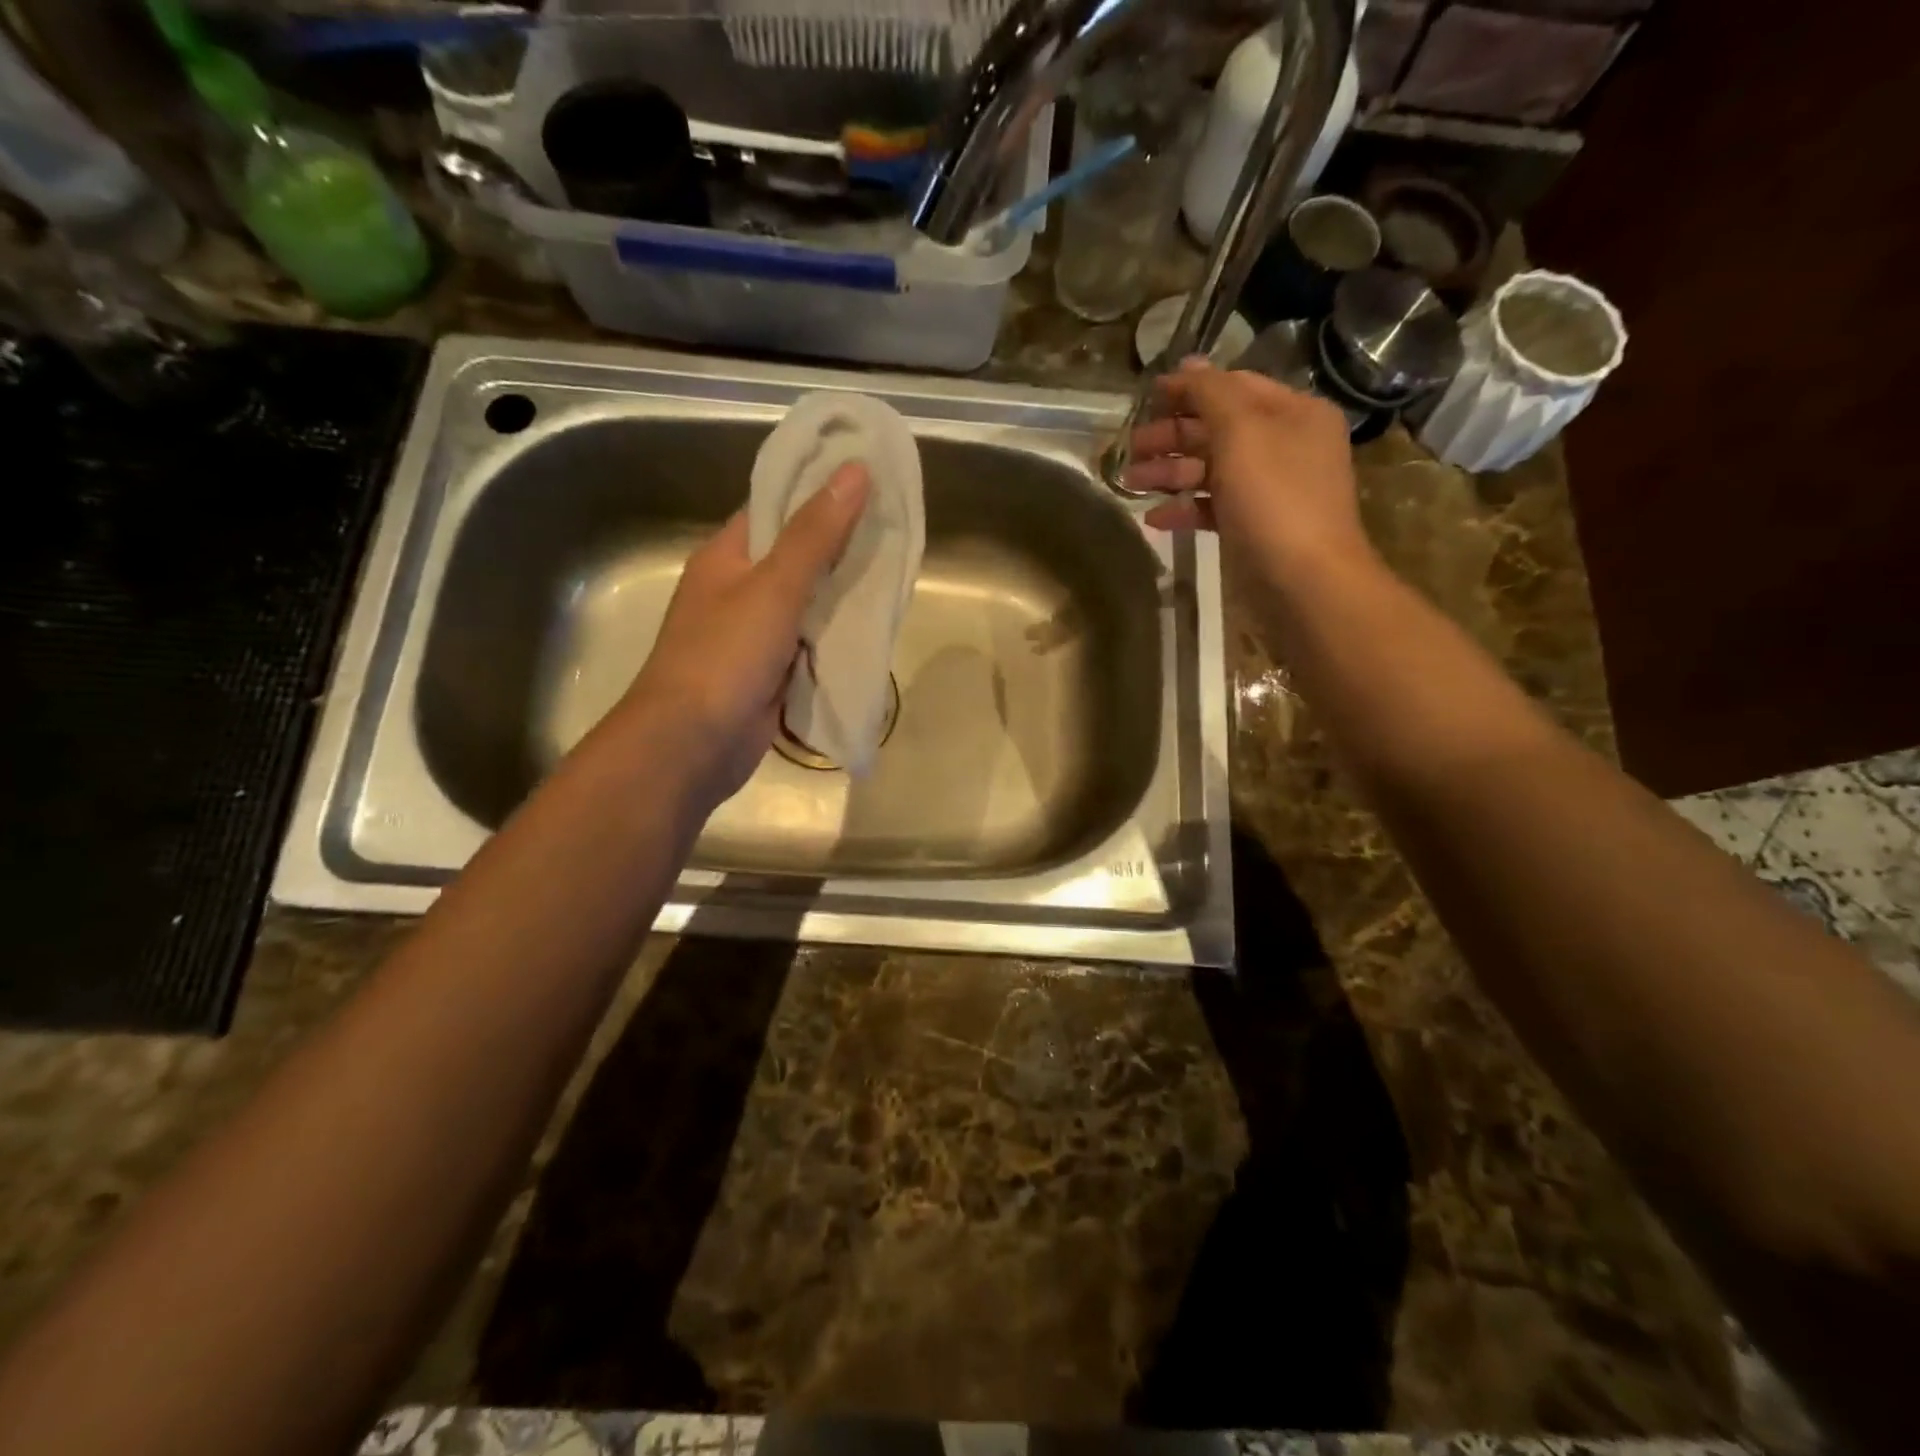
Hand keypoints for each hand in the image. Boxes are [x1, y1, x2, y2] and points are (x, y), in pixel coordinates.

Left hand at [618, 462, 871, 809]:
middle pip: (797, 556)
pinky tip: (874, 629)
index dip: (817, 490)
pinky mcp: (771, 673)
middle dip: (841, 547)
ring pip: (808, 604)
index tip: (868, 480)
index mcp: (728, 557)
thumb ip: (815, 534)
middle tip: (895, 529)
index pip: (775, 508)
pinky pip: (811, 645)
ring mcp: (755, 635)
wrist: (693, 744)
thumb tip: (854, 471)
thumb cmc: (724, 655)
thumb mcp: (773, 587)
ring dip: (843, 595)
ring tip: (895, 573)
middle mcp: (739, 590)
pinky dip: (837, 637)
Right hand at [1125, 358, 1375, 587]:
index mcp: (1293, 413)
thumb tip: (1187, 364)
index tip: (1145, 398)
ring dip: (1170, 474)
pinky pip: (1213, 508)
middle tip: (1131, 449)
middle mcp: (1285, 446)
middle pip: (1218, 429)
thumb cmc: (1275, 500)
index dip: (1189, 389)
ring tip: (1130, 484)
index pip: (1233, 386)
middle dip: (1172, 437)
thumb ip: (1211, 394)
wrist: (1304, 583)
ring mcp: (1270, 490)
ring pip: (1211, 470)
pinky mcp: (1254, 528)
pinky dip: (1185, 510)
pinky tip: (1155, 519)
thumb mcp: (1242, 433)